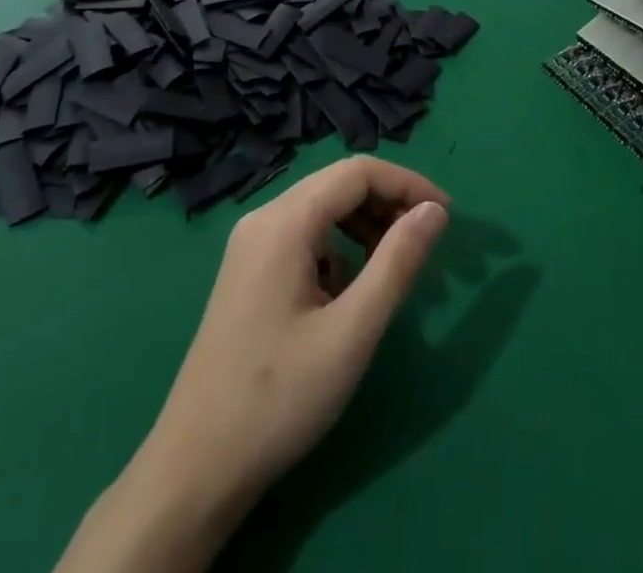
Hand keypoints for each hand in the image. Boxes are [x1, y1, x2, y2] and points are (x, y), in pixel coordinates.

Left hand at [54, 157, 449, 572]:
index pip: (358, 172)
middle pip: (339, 185)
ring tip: (397, 263)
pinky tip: (351, 289)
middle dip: (390, 202)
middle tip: (429, 240)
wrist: (196, 469)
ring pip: (323, 209)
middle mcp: (264, 218)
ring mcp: (252, 244)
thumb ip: (398, 263)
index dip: (407, 184)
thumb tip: (435, 211)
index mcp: (284, 221)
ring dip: (366, 224)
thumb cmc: (279, 398)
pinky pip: (306, 236)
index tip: (446, 215)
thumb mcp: (352, 332)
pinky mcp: (249, 270)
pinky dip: (340, 247)